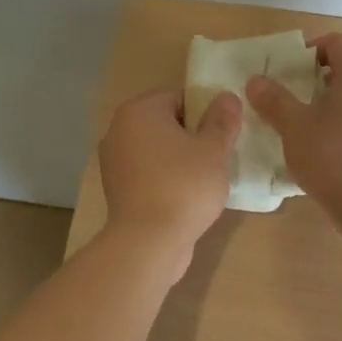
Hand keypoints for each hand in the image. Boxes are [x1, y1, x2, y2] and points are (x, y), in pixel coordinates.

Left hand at [98, 88, 241, 270]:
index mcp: (139, 110)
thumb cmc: (183, 186)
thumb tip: (227, 97)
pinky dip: (165, 177)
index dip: (205, 112)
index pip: (179, 97)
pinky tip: (186, 195)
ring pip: (157, 149)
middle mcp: (119, 129)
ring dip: (179, 158)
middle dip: (193, 135)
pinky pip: (148, 172)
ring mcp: (114, 160)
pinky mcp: (117, 189)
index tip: (223, 134)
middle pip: (166, 122)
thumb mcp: (213, 150)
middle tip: (218, 155)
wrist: (148, 243)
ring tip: (205, 177)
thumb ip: (221, 120)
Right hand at [245, 32, 341, 205]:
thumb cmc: (333, 155)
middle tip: (289, 98)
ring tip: (304, 125)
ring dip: (330, 103)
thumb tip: (255, 80)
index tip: (285, 73)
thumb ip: (273, 99)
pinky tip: (326, 149)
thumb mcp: (294, 125)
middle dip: (315, 79)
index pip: (334, 43)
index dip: (307, 52)